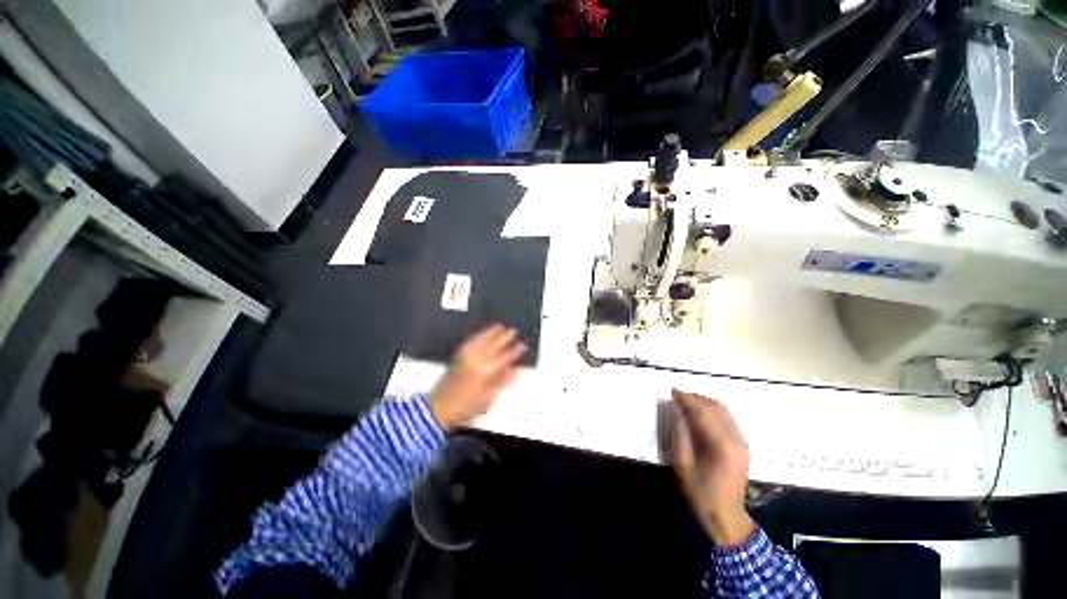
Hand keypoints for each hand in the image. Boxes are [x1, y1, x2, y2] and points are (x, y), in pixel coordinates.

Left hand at [430, 325, 526, 430]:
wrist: (439, 407)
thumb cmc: (466, 407)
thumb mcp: (489, 398)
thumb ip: (502, 381)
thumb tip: (515, 370)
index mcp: (486, 371)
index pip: (505, 357)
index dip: (515, 351)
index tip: (523, 345)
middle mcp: (477, 359)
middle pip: (494, 344)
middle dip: (505, 337)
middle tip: (513, 330)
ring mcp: (466, 355)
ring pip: (482, 339)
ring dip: (492, 332)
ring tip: (500, 326)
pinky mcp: (458, 355)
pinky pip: (472, 340)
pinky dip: (479, 335)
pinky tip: (483, 333)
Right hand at [667, 389, 754, 546]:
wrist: (726, 517)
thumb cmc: (700, 493)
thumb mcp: (682, 464)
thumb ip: (679, 433)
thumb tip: (675, 409)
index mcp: (722, 446)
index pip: (703, 412)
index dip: (687, 399)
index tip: (672, 392)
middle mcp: (736, 440)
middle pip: (716, 407)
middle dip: (695, 398)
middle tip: (677, 396)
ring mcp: (742, 442)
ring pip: (723, 411)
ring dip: (704, 402)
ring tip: (685, 402)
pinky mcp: (742, 445)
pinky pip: (727, 419)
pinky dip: (711, 411)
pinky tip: (698, 414)